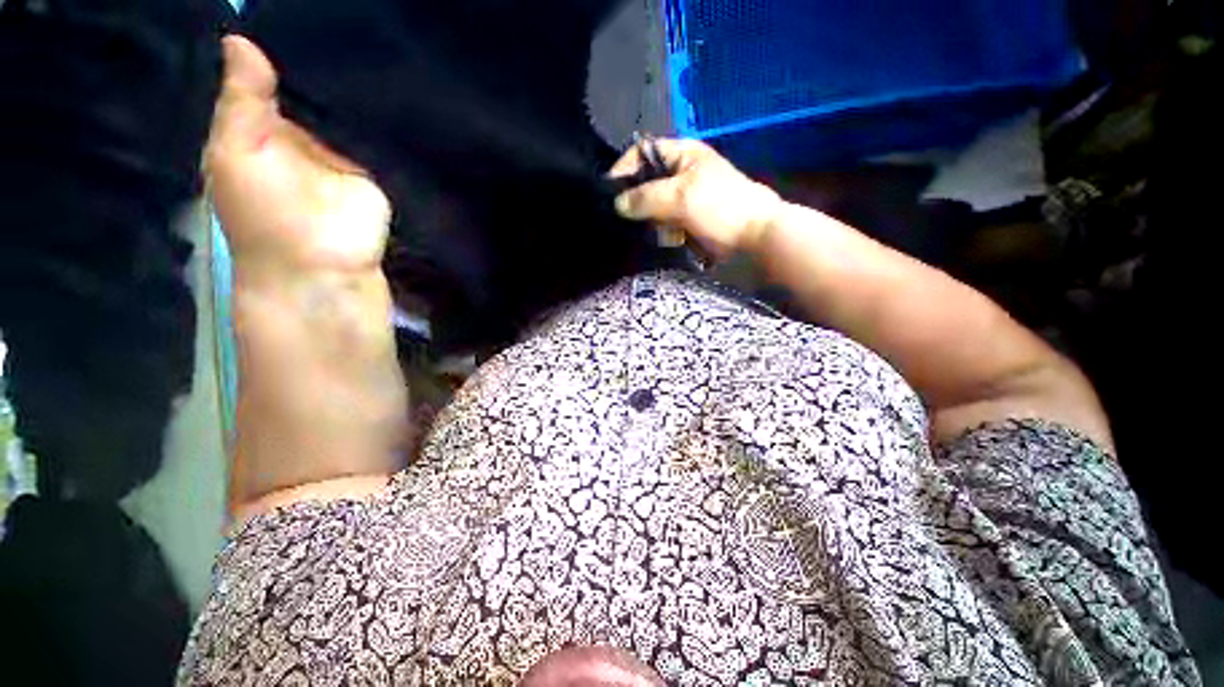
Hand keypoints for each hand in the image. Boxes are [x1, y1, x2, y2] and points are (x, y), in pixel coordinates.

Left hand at [205, 36, 390, 273]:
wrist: (323, 264)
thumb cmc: (265, 213)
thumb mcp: (235, 151)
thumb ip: (241, 101)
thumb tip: (241, 38)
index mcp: (267, 123)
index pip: (276, 72)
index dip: (285, 43)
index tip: (298, 4)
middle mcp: (307, 129)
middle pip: (317, 84)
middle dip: (326, 55)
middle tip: (342, 15)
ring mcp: (346, 146)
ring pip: (350, 104)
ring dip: (357, 80)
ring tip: (370, 35)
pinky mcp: (378, 164)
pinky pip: (379, 130)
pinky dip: (382, 110)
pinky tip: (392, 77)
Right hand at [609, 139, 782, 260]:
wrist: (754, 237)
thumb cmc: (720, 207)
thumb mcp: (681, 196)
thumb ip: (645, 198)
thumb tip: (616, 204)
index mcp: (681, 155)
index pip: (641, 152)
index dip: (624, 169)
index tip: (610, 193)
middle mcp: (680, 173)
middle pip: (644, 183)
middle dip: (638, 202)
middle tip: (635, 219)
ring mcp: (683, 199)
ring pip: (652, 207)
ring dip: (652, 221)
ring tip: (662, 232)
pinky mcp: (686, 221)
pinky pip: (663, 224)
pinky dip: (662, 232)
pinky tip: (670, 239)